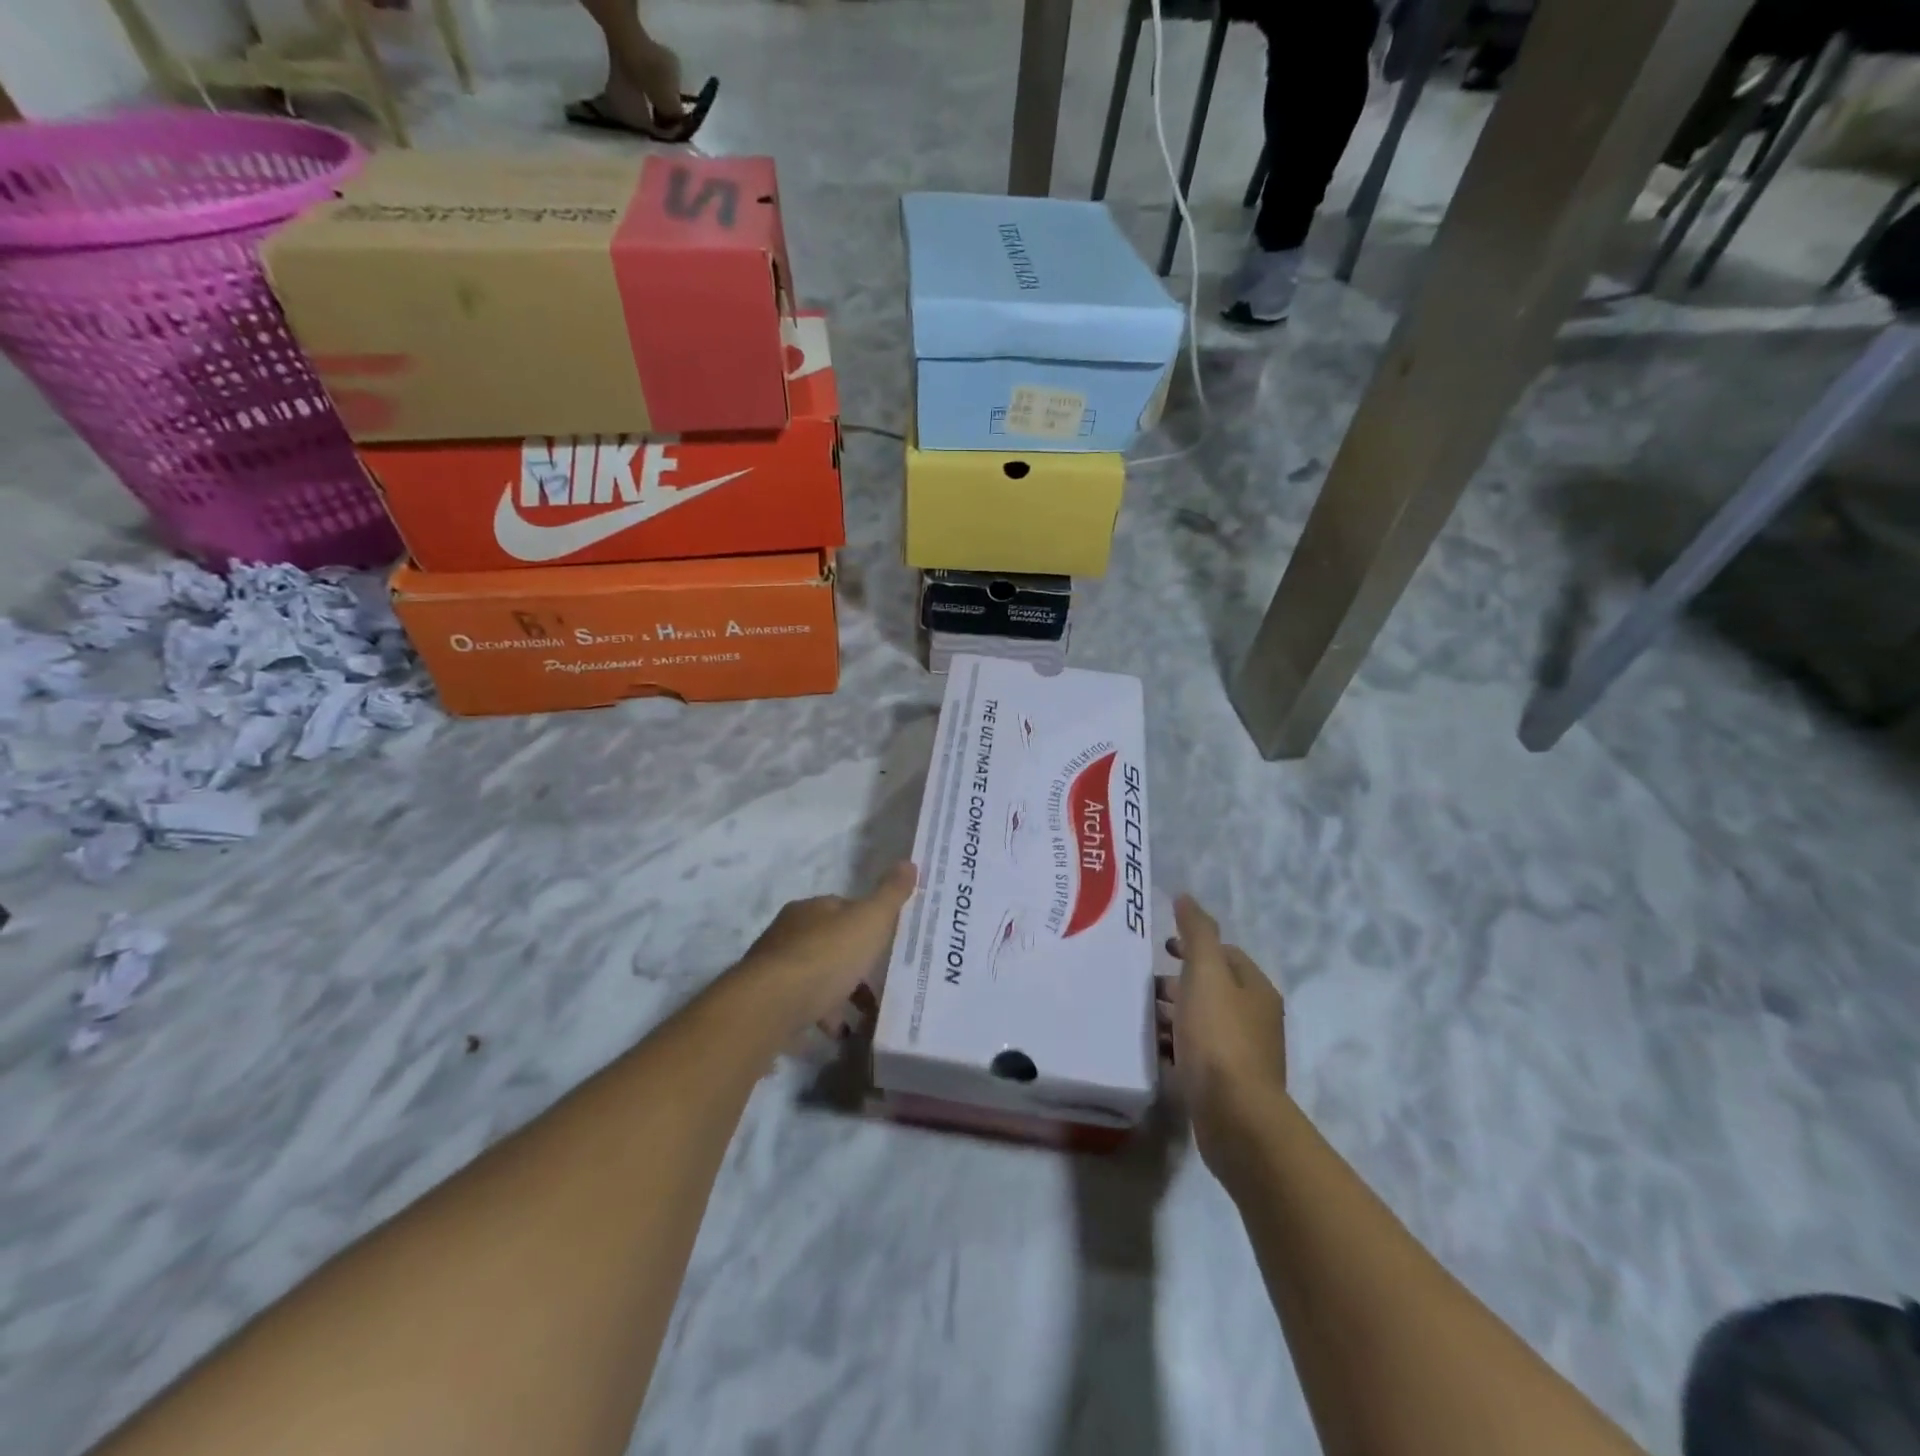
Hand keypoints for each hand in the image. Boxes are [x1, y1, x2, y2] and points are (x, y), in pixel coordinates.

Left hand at [737, 862, 917, 1039]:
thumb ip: (890, 894)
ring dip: (839, 991)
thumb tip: (910, 862)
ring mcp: (776, 967)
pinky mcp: (768, 1000)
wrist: (771, 1005)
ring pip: (816, 975)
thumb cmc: (825, 956)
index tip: (888, 941)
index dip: (867, 922)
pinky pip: (803, 1004)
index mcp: (812, 909)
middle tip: (880, 979)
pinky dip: (822, 1014)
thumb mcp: (869, 921)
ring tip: (865, 1013)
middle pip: (829, 942)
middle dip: (854, 960)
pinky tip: (838, 1030)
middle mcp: (790, 932)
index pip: (844, 908)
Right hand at [1157, 895, 1287, 1168]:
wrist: (1235, 1117)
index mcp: (1255, 990)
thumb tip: (1186, 897)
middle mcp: (1255, 1019)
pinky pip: (1197, 1056)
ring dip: (1173, 1016)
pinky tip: (1153, 1051)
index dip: (1194, 947)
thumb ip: (1196, 933)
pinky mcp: (1227, 1086)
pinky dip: (1175, 1047)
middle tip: (1145, 987)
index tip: (1162, 950)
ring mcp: (1243, 1055)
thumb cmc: (1219, 1037)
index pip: (1226, 955)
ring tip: (1142, 1018)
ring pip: (1202, 1023)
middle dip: (1178, 983)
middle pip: (1212, 990)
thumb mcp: (1205, 973)